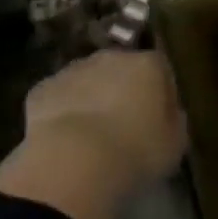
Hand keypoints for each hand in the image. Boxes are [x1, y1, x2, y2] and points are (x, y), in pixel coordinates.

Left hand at [0, 50, 185, 218]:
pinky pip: (59, 98)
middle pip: (120, 69)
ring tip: (92, 137)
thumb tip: (169, 113)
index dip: (160, 93)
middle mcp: (110, 58)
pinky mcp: (43, 89)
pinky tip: (65, 141)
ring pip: (87, 81)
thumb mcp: (174, 144)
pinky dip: (63, 112)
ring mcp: (73, 70)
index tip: (158, 118)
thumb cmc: (136, 151)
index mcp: (147, 65)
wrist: (75, 160)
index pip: (160, 69)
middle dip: (122, 90)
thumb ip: (173, 122)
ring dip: (91, 99)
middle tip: (124, 125)